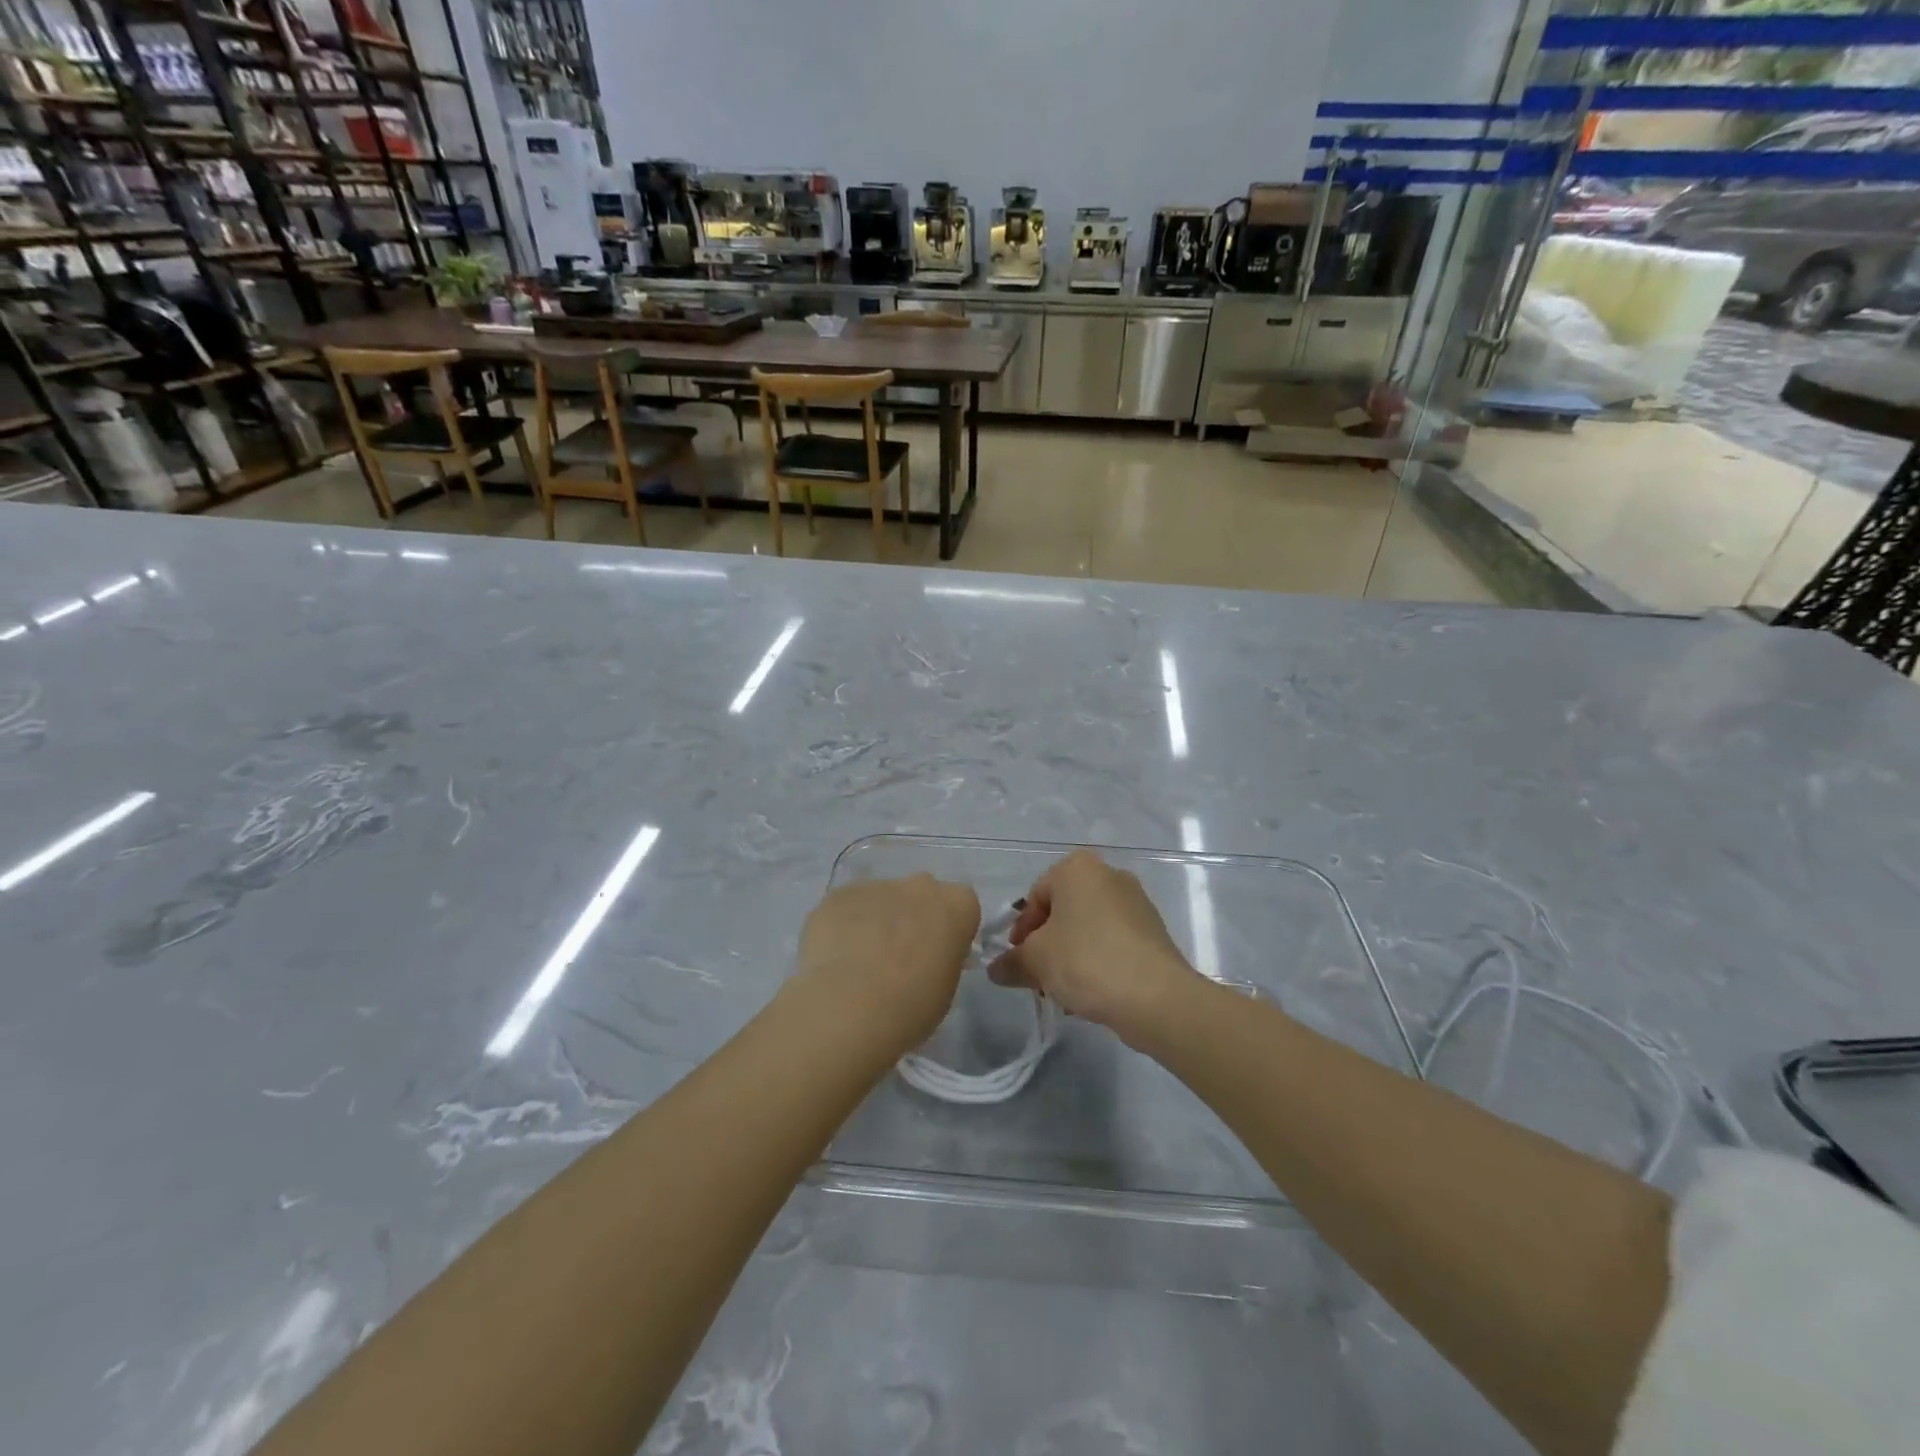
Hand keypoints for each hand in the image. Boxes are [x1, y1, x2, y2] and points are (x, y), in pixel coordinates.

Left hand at [793, 874, 981, 1058]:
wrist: (847, 1010)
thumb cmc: (910, 1007)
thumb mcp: (946, 988)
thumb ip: (943, 958)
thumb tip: (930, 954)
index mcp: (957, 905)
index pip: (962, 906)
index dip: (950, 930)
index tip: (938, 956)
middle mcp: (919, 885)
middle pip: (922, 894)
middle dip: (914, 917)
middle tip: (899, 956)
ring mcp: (876, 885)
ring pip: (882, 899)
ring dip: (877, 921)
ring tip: (860, 962)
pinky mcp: (838, 894)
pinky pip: (848, 907)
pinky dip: (844, 925)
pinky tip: (835, 957)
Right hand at [989, 850, 1199, 1047]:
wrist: (1155, 996)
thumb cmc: (1086, 961)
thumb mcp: (1036, 961)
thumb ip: (1011, 962)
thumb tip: (995, 970)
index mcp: (1077, 868)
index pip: (1035, 895)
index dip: (1021, 930)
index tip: (1018, 959)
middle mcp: (1109, 875)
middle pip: (1064, 911)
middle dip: (1047, 944)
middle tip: (1038, 976)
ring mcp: (1136, 902)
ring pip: (1088, 928)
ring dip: (1071, 956)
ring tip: (1064, 991)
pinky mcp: (1154, 931)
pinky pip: (1114, 942)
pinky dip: (1098, 961)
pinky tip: (1092, 993)